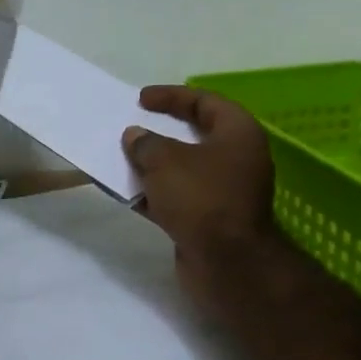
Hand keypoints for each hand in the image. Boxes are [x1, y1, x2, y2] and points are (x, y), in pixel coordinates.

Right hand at [123, 86, 279, 317]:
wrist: (227, 263)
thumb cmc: (202, 198)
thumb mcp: (165, 161)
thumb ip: (146, 143)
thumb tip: (135, 136)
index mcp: (238, 134)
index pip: (205, 102)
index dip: (172, 96)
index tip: (141, 99)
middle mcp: (236, 159)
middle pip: (194, 136)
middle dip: (160, 132)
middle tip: (132, 126)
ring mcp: (223, 192)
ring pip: (183, 169)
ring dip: (153, 164)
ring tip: (122, 158)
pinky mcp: (208, 219)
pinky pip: (178, 198)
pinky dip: (154, 193)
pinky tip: (127, 192)